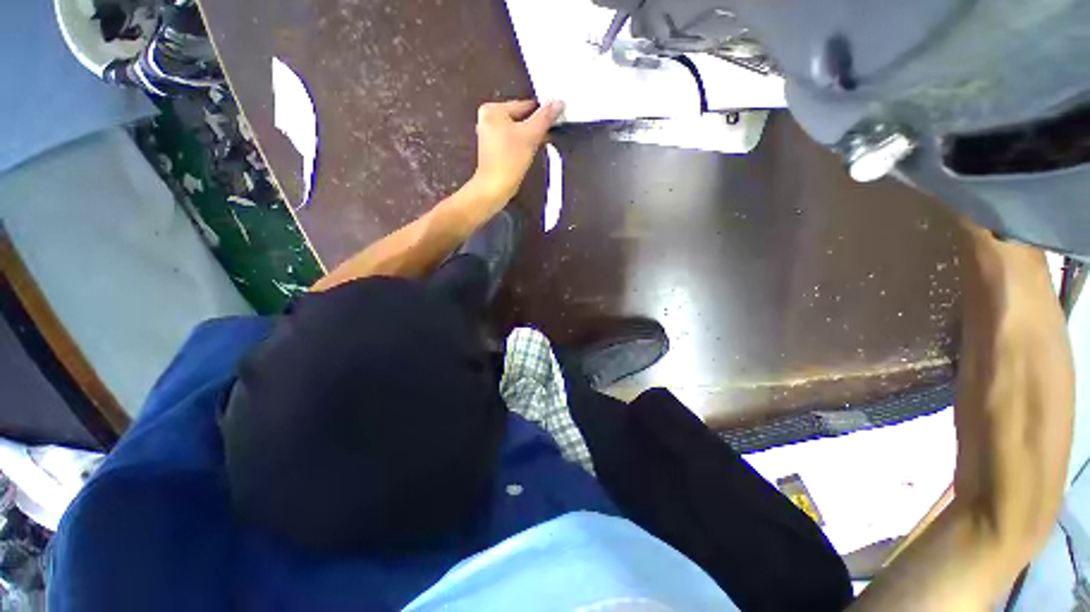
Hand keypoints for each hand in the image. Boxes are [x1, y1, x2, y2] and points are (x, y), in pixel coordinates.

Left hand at [470, 99, 563, 202]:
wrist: (495, 187)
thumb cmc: (510, 160)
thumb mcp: (531, 135)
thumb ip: (545, 117)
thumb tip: (558, 101)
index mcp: (493, 110)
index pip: (524, 105)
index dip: (541, 114)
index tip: (555, 121)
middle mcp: (487, 118)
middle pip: (520, 118)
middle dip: (535, 127)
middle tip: (549, 134)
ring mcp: (489, 134)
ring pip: (516, 130)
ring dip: (530, 137)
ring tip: (541, 144)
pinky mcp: (492, 149)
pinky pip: (511, 141)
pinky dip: (521, 145)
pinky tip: (530, 152)